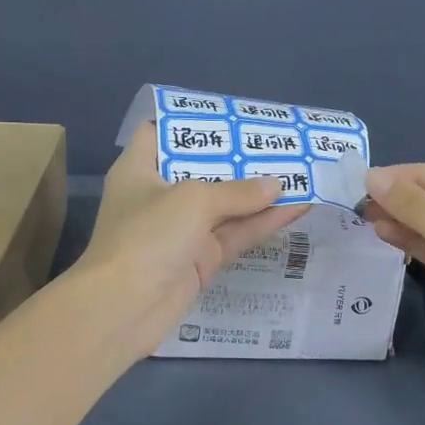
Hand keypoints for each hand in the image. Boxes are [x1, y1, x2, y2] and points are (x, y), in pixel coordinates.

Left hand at [74, 123, 297, 358]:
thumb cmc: (148, 236)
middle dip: (241, 157)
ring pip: (227, 205)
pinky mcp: (201, 259)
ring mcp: (182, 230)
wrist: (123, 309)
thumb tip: (277, 185)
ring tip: (301, 172)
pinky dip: (263, 222)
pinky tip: (297, 208)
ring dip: (260, 192)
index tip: (231, 115)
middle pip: (204, 168)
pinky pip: (236, 234)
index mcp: (141, 169)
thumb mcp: (193, 200)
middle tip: (280, 141)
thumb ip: (238, 191)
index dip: (193, 121)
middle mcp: (160, 195)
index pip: (161, 132)